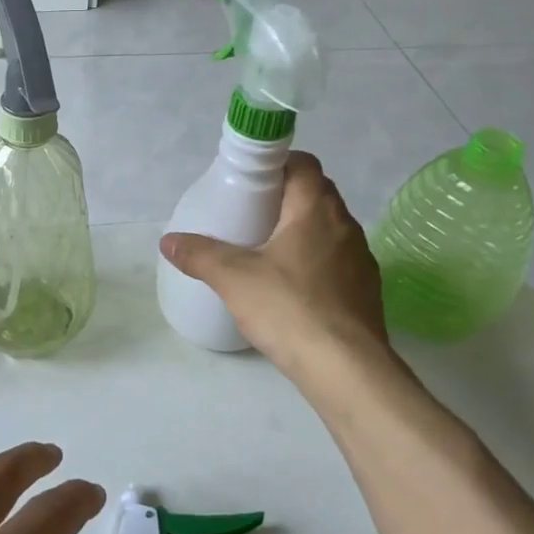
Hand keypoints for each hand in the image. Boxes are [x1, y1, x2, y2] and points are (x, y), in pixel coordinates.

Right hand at [160, 151, 393, 377]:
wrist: (346, 369)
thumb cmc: (289, 308)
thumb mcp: (233, 278)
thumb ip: (199, 254)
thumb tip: (168, 240)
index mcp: (316, 210)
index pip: (304, 164)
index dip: (277, 164)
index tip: (250, 181)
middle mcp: (346, 226)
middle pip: (316, 195)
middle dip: (283, 199)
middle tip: (248, 216)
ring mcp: (361, 260)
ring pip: (327, 230)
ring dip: (300, 232)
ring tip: (266, 253)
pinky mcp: (366, 292)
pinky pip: (336, 262)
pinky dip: (313, 263)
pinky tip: (290, 290)